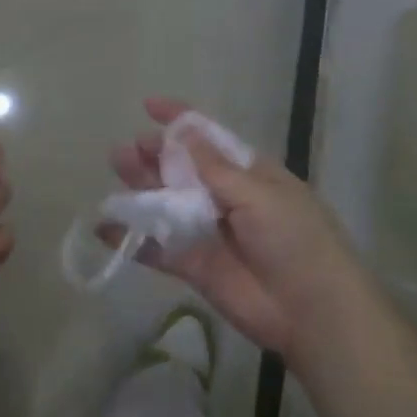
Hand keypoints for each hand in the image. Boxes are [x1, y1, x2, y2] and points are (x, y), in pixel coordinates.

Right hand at [107, 97, 373, 371]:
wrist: (311, 310)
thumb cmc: (293, 238)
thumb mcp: (257, 193)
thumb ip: (213, 167)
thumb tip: (181, 130)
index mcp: (248, 173)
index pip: (209, 138)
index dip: (180, 120)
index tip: (148, 105)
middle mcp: (225, 197)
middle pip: (181, 170)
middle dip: (154, 155)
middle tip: (125, 150)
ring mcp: (208, 231)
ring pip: (166, 204)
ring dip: (140, 189)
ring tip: (116, 172)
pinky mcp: (194, 266)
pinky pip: (158, 248)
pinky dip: (133, 238)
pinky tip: (106, 228)